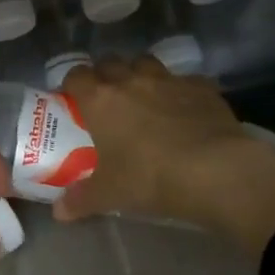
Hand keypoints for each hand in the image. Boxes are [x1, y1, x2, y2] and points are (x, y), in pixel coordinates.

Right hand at [55, 57, 274, 257]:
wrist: (215, 171)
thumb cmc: (150, 178)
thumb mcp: (110, 195)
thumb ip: (80, 200)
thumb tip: (58, 212)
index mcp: (101, 99)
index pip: (76, 76)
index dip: (72, 84)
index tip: (73, 99)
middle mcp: (131, 80)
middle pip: (110, 62)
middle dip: (105, 75)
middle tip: (107, 99)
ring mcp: (168, 80)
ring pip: (146, 62)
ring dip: (140, 74)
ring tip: (144, 97)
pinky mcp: (201, 87)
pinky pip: (184, 80)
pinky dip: (180, 90)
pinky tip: (184, 109)